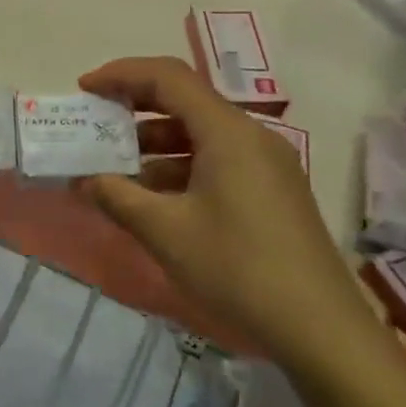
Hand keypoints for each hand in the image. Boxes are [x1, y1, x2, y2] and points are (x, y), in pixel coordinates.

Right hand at [75, 57, 377, 370]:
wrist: (322, 331)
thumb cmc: (238, 269)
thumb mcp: (165, 231)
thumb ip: (116, 196)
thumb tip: (83, 179)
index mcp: (228, 132)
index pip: (168, 77)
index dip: (121, 75)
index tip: (85, 90)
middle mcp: (250, 136)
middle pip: (184, 100)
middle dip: (134, 107)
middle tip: (95, 124)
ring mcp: (266, 164)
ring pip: (199, 134)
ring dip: (153, 144)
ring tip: (114, 169)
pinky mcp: (271, 191)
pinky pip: (215, 159)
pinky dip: (178, 167)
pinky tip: (152, 198)